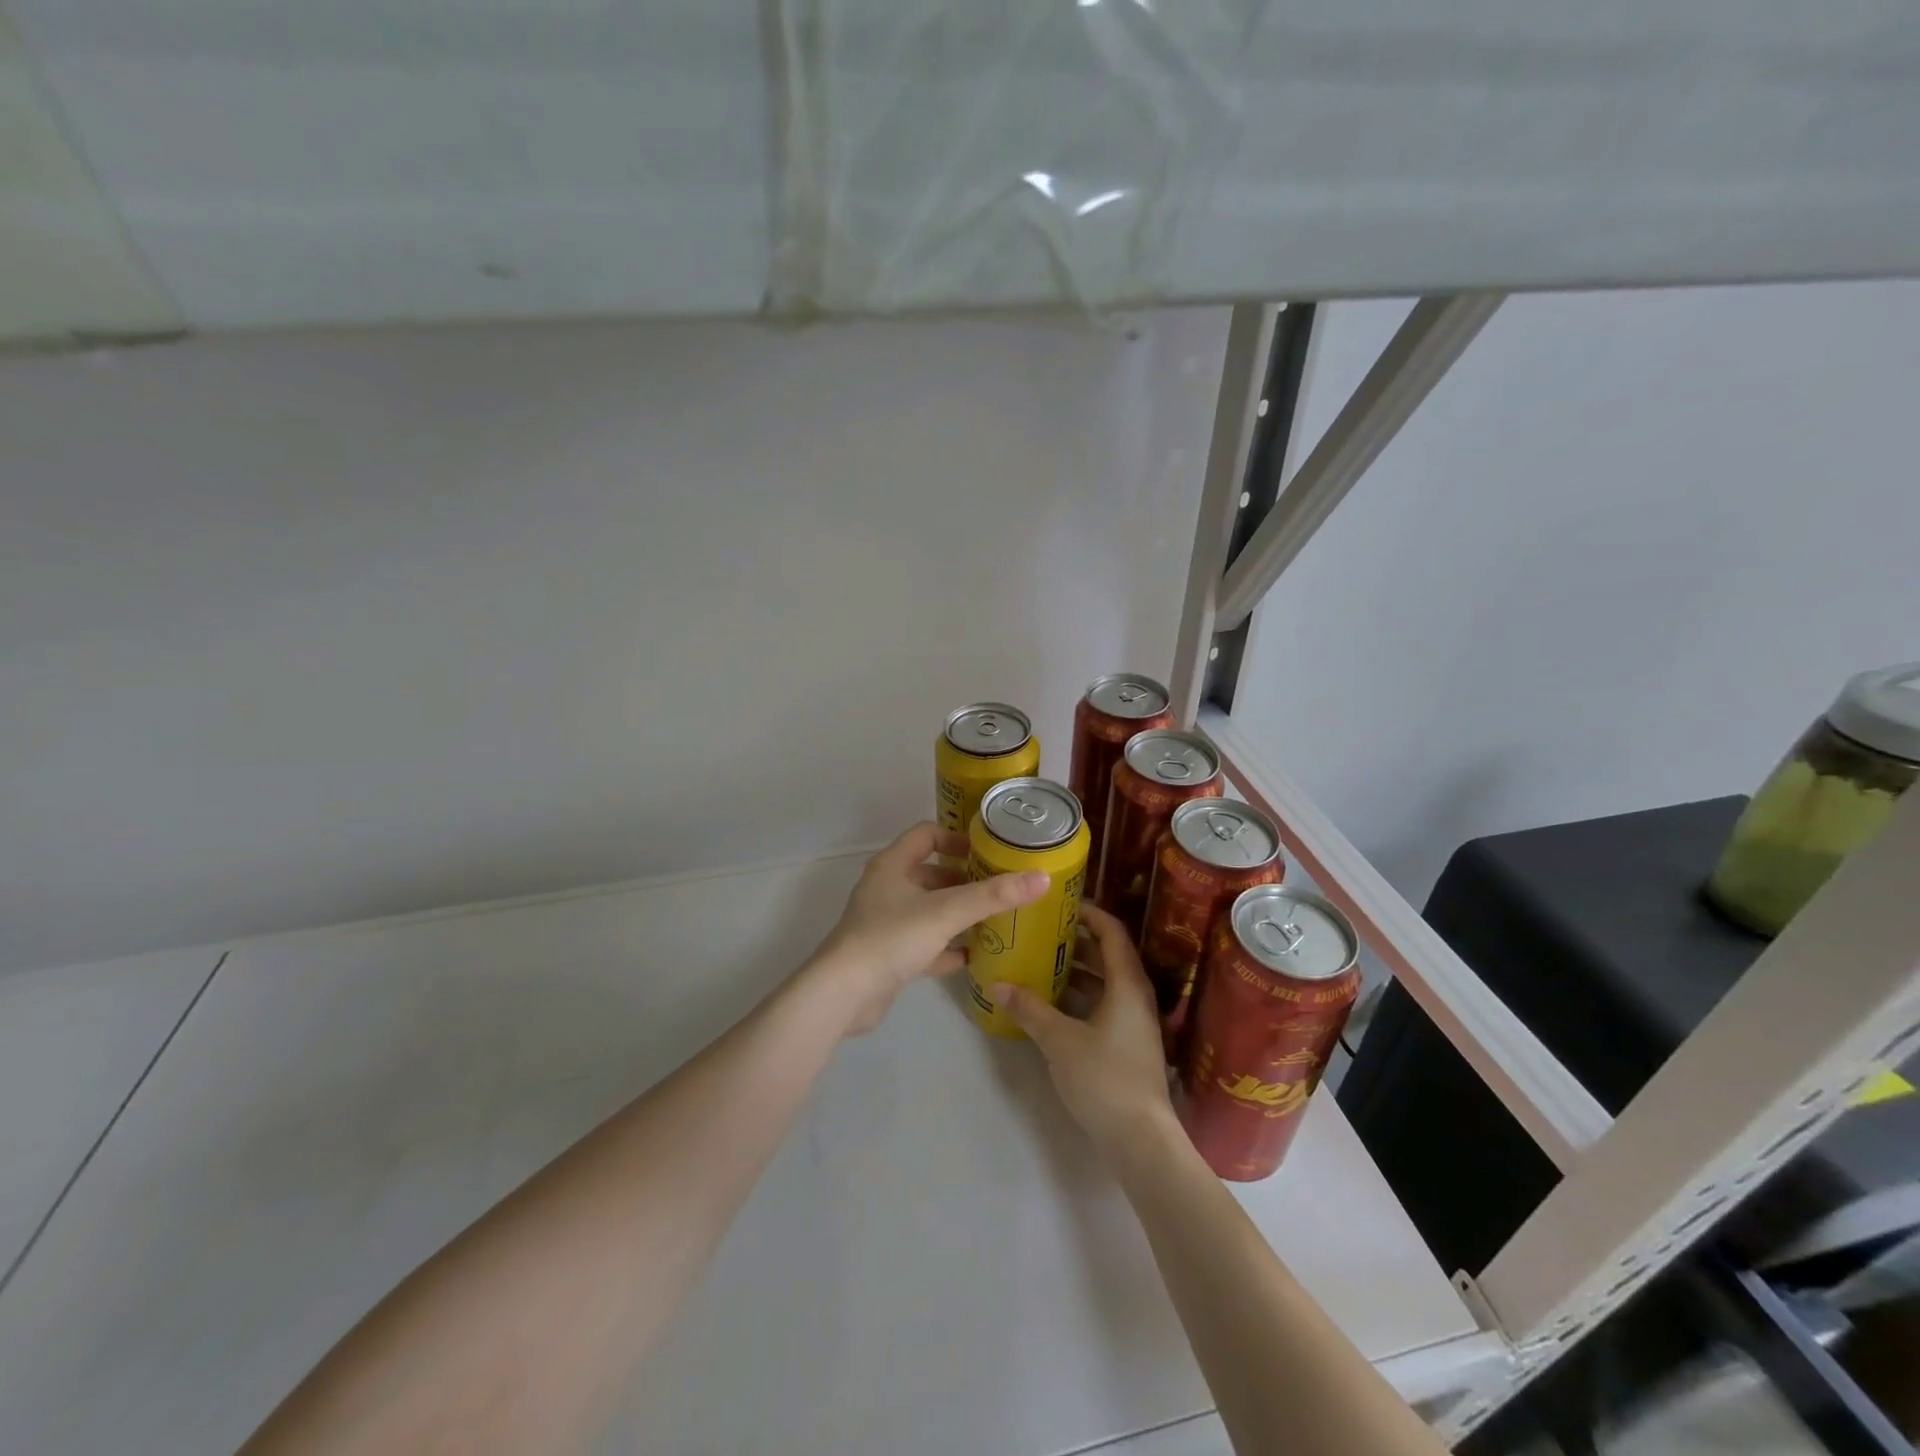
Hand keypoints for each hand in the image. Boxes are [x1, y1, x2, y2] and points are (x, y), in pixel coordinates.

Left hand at [808, 822, 1049, 1035]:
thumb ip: (994, 895)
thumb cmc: (892, 938)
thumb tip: (1043, 878)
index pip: (926, 834)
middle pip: (930, 873)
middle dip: (964, 879)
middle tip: (1000, 888)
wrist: (844, 994)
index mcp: (892, 865)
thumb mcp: (947, 912)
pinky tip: (974, 957)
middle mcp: (886, 888)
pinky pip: (924, 944)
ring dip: (958, 914)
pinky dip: (947, 947)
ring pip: (928, 910)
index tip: (988, 851)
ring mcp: (885, 923)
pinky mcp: (888, 955)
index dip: (957, 838)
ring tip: (995, 919)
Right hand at [993, 903, 1174, 1157]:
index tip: (1058, 906)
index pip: (1112, 931)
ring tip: (1040, 961)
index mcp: (1127, 983)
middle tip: (1041, 932)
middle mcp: (1135, 995)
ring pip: (1105, 981)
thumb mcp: (1059, 1040)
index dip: (1088, 913)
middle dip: (1076, 940)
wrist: (1141, 1139)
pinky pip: (1103, 1004)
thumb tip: (998, 984)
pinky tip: (1051, 1002)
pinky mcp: (1128, 1043)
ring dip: (1076, 970)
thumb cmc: (1104, 1077)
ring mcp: (1134, 1021)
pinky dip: (1080, 996)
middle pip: (1108, 954)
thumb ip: (1030, 1009)